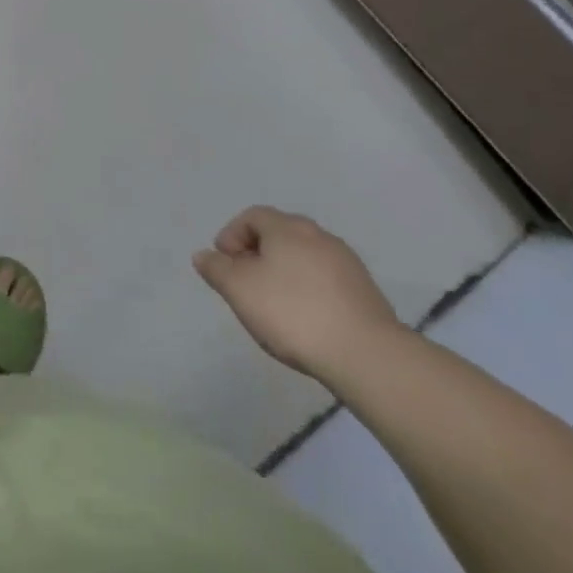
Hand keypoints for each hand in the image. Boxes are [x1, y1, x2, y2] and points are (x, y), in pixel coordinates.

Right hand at [193, 207, 403, 382]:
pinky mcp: (365, 291)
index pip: (252, 216)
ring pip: (303, 258)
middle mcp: (318, 235)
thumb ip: (216, 269)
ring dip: (284, 273)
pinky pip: (325, 280)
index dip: (232, 236)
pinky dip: (309, 290)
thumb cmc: (292, 313)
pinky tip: (306, 319)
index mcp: (287, 227)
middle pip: (279, 235)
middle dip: (257, 254)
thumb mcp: (239, 290)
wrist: (367, 356)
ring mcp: (346, 262)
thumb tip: (204, 255)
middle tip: (246, 285)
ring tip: (275, 306)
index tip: (224, 265)